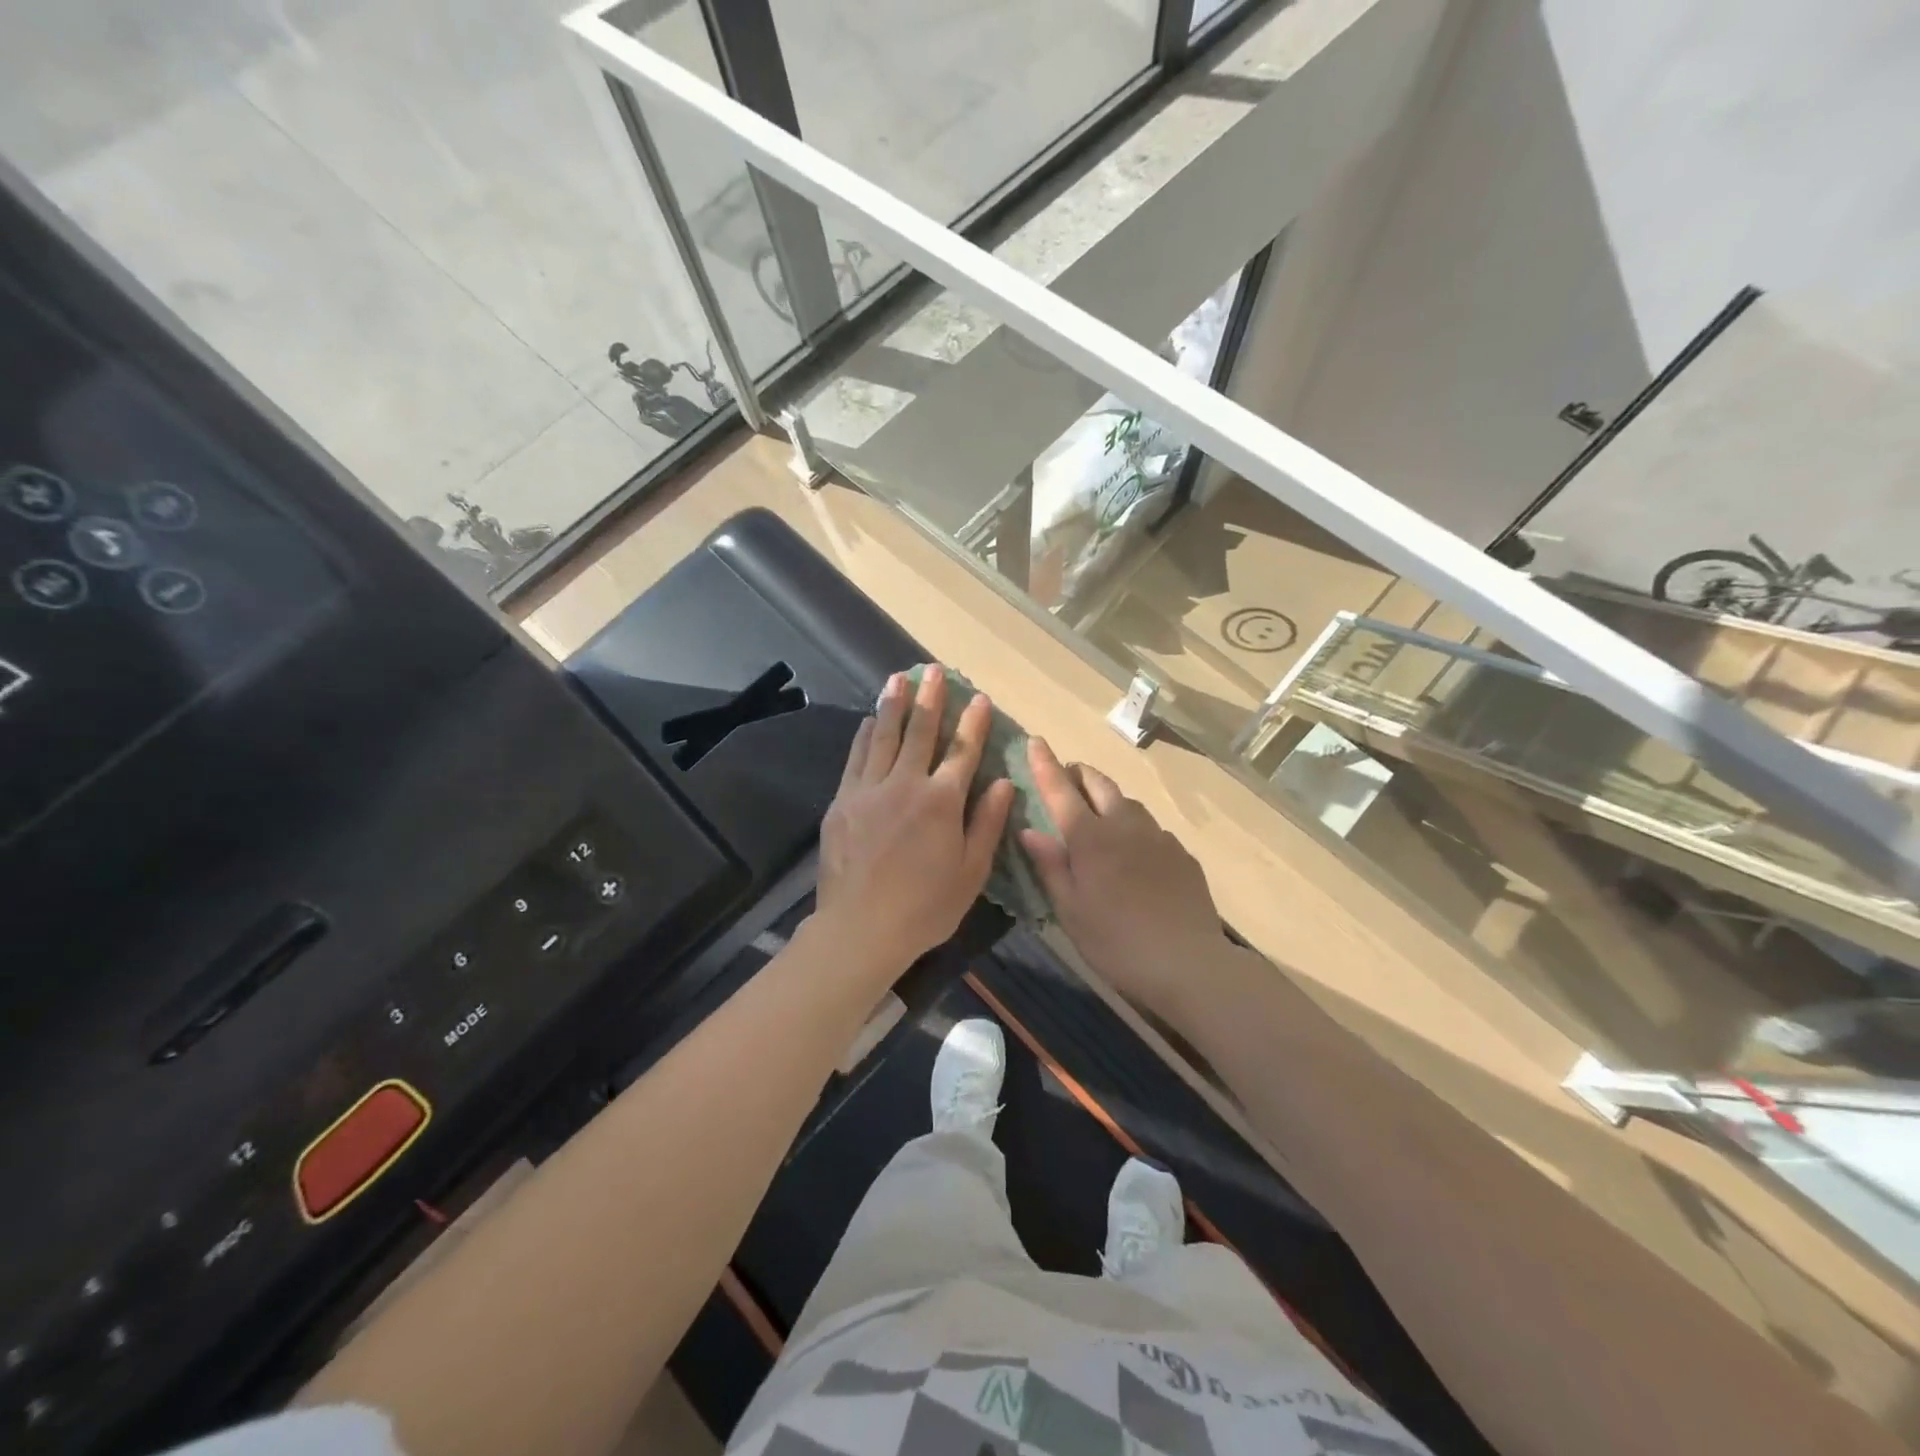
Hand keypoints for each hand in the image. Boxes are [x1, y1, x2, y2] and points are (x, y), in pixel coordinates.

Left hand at [814, 666, 1015, 984]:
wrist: (860, 928)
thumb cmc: (924, 907)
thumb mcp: (971, 872)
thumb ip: (987, 823)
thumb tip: (1004, 782)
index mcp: (941, 801)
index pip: (962, 750)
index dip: (973, 722)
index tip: (978, 696)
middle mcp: (905, 784)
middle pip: (920, 732)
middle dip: (930, 698)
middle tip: (933, 669)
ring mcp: (868, 790)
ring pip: (883, 736)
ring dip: (893, 704)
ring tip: (899, 678)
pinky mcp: (842, 801)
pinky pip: (856, 757)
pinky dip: (865, 734)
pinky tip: (869, 720)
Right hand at [1020, 738, 1229, 1023]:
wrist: (1189, 963)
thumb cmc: (1117, 942)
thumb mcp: (1071, 911)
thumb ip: (1050, 866)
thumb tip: (1028, 830)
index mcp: (1090, 839)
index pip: (1061, 790)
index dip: (1046, 764)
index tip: (1036, 741)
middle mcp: (1124, 826)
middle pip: (1100, 784)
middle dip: (1079, 772)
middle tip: (1066, 776)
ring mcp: (1158, 837)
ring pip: (1128, 802)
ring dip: (1108, 797)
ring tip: (1098, 812)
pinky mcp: (1181, 854)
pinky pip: (1151, 828)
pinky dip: (1134, 825)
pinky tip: (1134, 850)